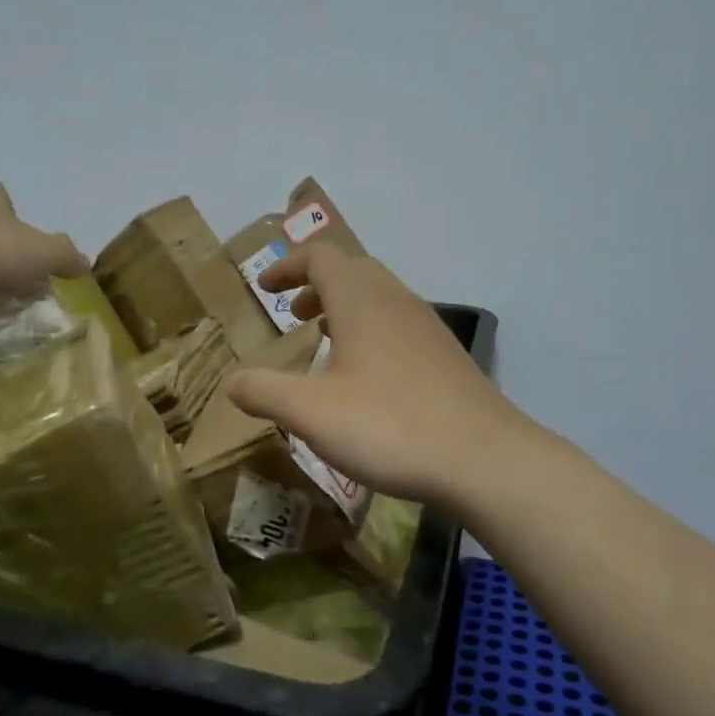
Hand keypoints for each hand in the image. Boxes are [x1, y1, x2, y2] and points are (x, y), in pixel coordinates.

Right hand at [225, 244, 528, 507]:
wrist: (483, 458)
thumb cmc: (389, 425)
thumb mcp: (311, 412)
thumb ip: (264, 392)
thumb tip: (231, 382)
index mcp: (361, 300)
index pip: (320, 257)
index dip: (287, 266)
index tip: (264, 287)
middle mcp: (396, 300)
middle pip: (353, 271)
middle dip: (317, 284)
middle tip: (294, 313)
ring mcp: (427, 327)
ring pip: (379, 298)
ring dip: (345, 308)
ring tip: (324, 342)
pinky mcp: (446, 356)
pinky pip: (399, 324)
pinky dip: (371, 331)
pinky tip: (367, 377)